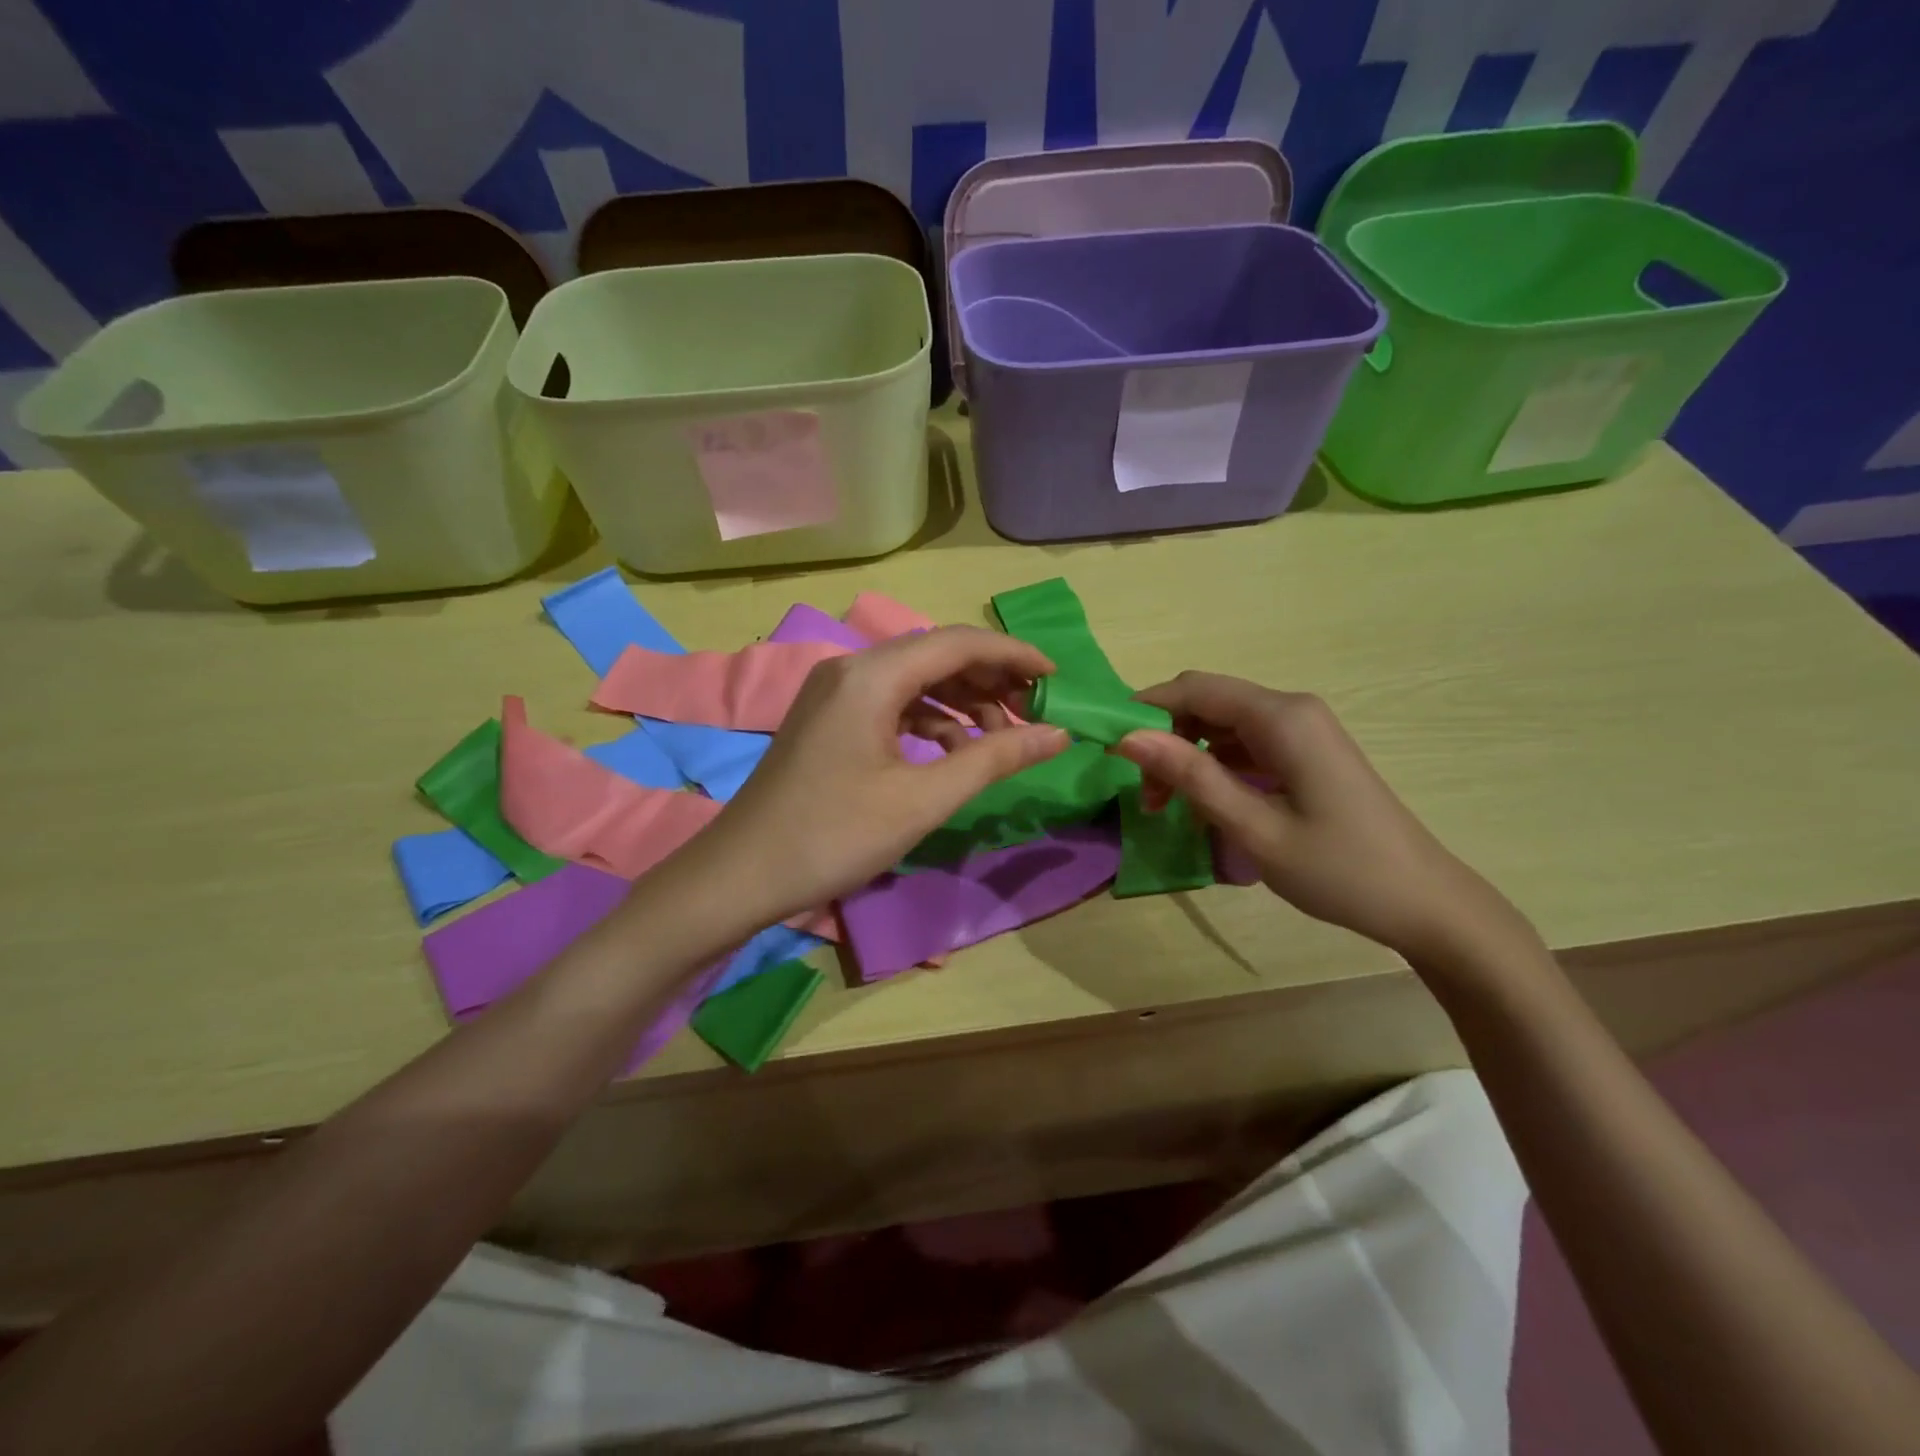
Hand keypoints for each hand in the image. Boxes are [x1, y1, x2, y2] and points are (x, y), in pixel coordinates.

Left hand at [688, 627, 1069, 920]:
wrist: (741, 874)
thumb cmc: (835, 835)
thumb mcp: (923, 799)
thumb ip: (994, 758)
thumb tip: (1057, 734)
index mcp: (872, 675)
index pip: (959, 643)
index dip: (1013, 655)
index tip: (1056, 677)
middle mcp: (851, 669)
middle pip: (936, 655)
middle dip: (990, 679)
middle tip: (1034, 710)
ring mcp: (835, 693)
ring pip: (915, 681)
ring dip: (962, 702)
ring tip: (1000, 738)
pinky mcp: (828, 719)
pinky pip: (892, 704)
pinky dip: (929, 721)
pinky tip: (952, 753)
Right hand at [1114, 672, 1533, 966]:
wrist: (1424, 904)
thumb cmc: (1339, 869)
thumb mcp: (1253, 827)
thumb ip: (1191, 776)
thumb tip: (1128, 738)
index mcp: (1282, 718)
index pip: (1195, 689)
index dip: (1146, 709)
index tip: (1109, 747)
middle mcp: (1292, 710)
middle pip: (1207, 702)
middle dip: (1165, 738)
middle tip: (1144, 793)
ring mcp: (1302, 731)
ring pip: (1222, 725)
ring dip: (1186, 756)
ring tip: (1167, 807)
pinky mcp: (1306, 753)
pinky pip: (1245, 744)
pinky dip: (1214, 766)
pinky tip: (1204, 804)